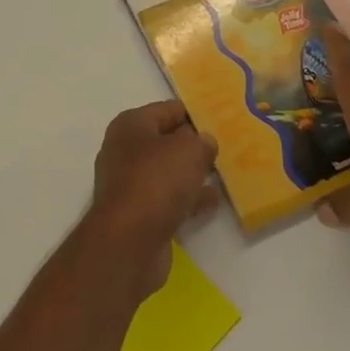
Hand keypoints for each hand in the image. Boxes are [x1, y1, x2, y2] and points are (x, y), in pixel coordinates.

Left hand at [87, 101, 220, 299]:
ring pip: (167, 172)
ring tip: (222, 175)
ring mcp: (129, 184)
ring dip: (191, 174)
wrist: (129, 240)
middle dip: (192, 146)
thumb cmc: (157, 181)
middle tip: (224, 149)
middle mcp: (125, 150)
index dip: (194, 114)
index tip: (220, 121)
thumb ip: (201, 141)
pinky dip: (188, 199)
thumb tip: (202, 142)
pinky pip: (168, 199)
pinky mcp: (137, 214)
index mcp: (130, 125)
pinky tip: (211, 202)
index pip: (168, 110)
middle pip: (165, 141)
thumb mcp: (189, 150)